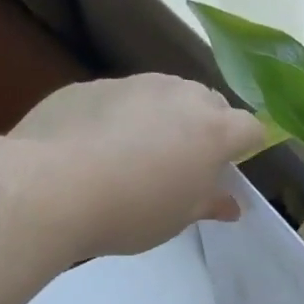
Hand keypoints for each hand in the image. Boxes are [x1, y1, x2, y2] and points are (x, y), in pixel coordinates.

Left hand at [12, 75, 266, 257]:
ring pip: (164, 94)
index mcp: (212, 130)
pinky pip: (120, 98)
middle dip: (207, 127)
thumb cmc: (131, 211)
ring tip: (140, 155)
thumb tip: (231, 204)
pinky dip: (121, 117)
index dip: (247, 147)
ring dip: (164, 118)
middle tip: (187, 165)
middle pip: (209, 103)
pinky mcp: (90, 85)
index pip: (251, 128)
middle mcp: (179, 94)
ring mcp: (133, 84)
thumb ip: (208, 203)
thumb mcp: (177, 218)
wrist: (51, 187)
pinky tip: (97, 149)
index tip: (230, 169)